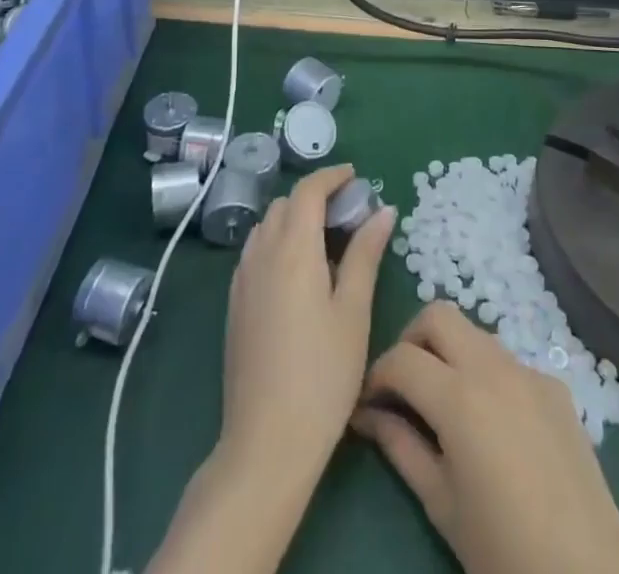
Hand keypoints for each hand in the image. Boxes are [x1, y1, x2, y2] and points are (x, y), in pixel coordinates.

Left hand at [221, 164, 395, 480]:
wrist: (266, 442)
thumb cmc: (323, 374)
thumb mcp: (354, 311)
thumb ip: (366, 254)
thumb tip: (383, 210)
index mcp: (293, 248)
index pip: (308, 190)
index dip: (331, 176)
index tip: (355, 177)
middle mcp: (261, 253)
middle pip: (286, 204)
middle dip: (315, 197)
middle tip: (348, 213)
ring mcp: (242, 280)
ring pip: (267, 226)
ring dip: (294, 218)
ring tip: (326, 241)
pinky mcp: (234, 304)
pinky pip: (256, 252)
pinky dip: (278, 243)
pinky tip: (299, 273)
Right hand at [353, 304, 618, 573]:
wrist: (589, 572)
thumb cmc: (503, 549)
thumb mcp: (440, 504)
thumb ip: (400, 447)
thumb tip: (367, 415)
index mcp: (458, 396)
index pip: (401, 358)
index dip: (377, 375)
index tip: (369, 402)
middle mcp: (492, 366)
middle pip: (438, 315)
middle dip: (412, 340)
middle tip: (405, 385)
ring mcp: (527, 369)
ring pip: (474, 333)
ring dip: (450, 352)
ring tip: (445, 404)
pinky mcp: (553, 384)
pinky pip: (508, 362)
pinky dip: (486, 375)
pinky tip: (493, 424)